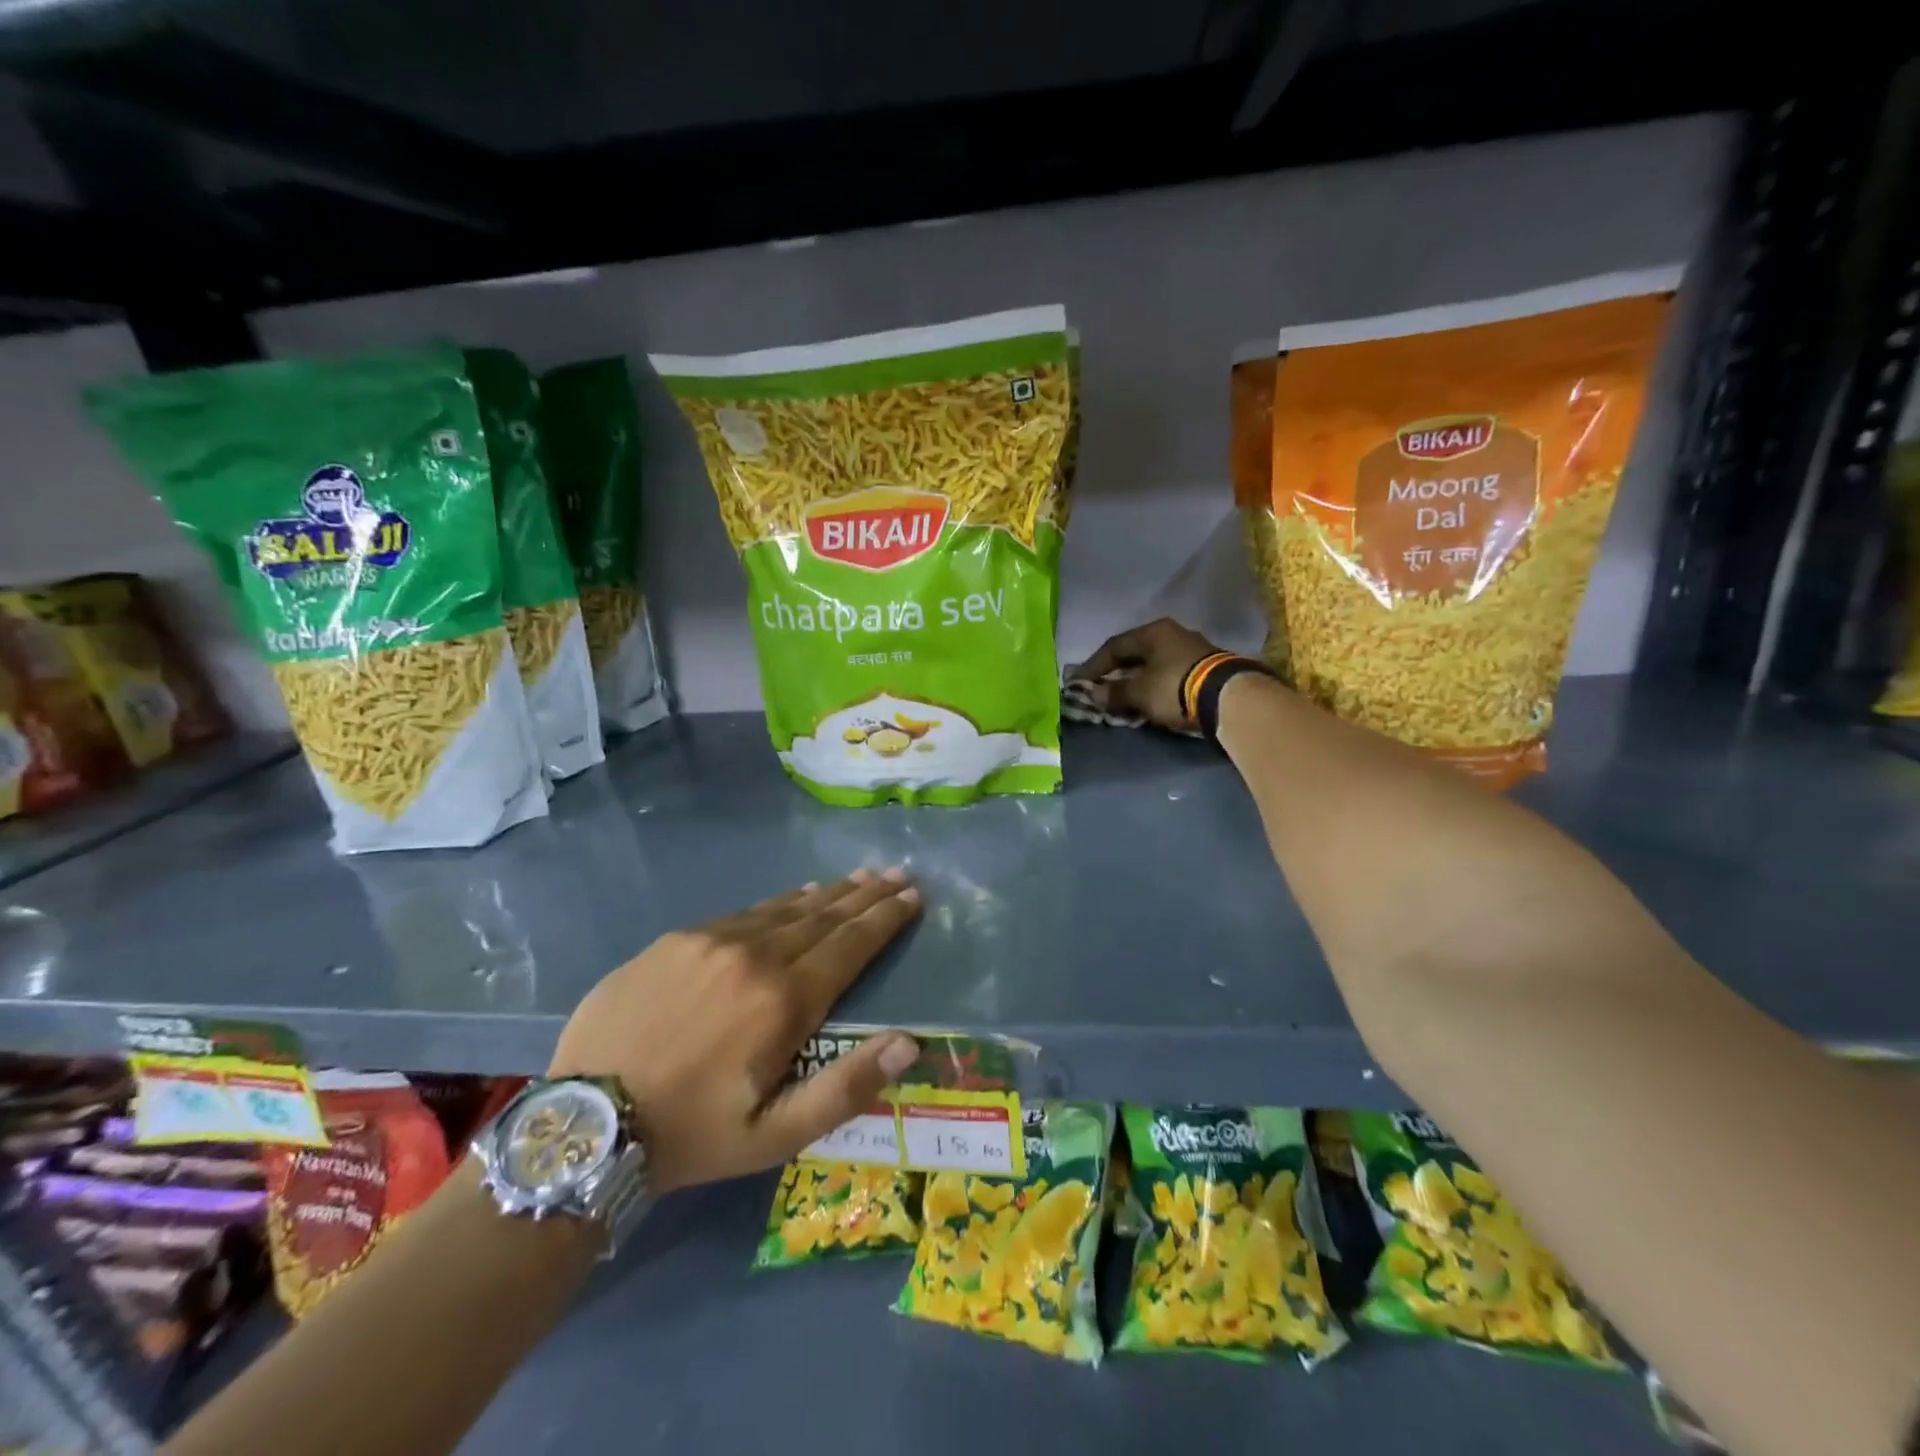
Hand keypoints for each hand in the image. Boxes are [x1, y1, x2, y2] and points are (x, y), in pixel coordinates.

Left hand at [549, 869, 921, 1192]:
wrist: (585, 1123)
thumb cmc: (692, 1134)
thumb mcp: (775, 1135)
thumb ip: (846, 1087)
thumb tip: (908, 1042)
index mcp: (784, 1001)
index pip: (851, 945)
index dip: (885, 918)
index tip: (912, 895)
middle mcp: (755, 956)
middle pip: (824, 916)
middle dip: (865, 895)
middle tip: (895, 873)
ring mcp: (712, 941)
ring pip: (785, 908)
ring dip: (828, 894)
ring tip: (857, 878)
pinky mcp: (677, 940)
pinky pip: (744, 913)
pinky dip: (780, 903)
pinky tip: (794, 897)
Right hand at [1071, 617, 1223, 731]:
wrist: (1228, 697)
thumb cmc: (1174, 686)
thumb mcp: (1140, 692)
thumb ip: (1115, 692)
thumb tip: (1095, 694)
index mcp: (1153, 632)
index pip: (1114, 646)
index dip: (1093, 665)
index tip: (1078, 682)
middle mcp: (1172, 634)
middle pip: (1135, 652)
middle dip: (1115, 671)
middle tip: (1099, 687)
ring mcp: (1192, 649)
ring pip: (1153, 663)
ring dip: (1135, 679)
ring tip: (1122, 695)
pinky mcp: (1205, 667)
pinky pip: (1168, 673)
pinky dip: (1153, 684)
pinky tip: (1148, 697)